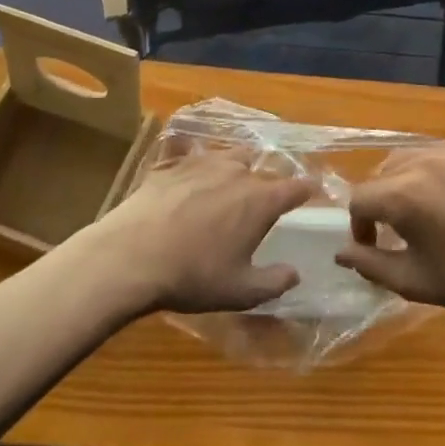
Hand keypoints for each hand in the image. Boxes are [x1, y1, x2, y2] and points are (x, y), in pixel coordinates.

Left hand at [89, 142, 317, 313]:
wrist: (132, 256)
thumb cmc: (193, 276)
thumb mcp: (241, 291)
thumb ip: (275, 282)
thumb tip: (295, 273)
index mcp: (260, 200)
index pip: (296, 186)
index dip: (307, 188)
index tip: (312, 190)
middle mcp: (237, 172)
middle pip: (264, 166)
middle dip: (272, 178)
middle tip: (269, 194)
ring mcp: (202, 162)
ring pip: (231, 154)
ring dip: (239, 165)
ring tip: (234, 177)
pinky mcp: (172, 164)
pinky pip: (192, 154)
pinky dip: (198, 163)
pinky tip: (190, 171)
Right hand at [336, 144, 444, 317]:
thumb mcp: (413, 280)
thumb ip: (369, 264)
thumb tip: (341, 252)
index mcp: (403, 194)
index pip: (358, 199)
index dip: (358, 227)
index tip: (372, 248)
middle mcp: (421, 161)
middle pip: (377, 175)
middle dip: (376, 204)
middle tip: (391, 234)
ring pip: (402, 159)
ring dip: (396, 184)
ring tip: (413, 214)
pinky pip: (430, 154)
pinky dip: (422, 172)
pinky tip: (438, 198)